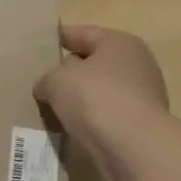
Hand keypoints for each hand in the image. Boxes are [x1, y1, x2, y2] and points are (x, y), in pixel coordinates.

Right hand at [34, 25, 170, 180]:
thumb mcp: (57, 80)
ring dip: (79, 99)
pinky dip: (89, 121)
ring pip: (100, 92)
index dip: (60, 37)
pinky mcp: (139, 126)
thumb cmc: (95, 97)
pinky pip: (106, 116)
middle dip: (69, 71)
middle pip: (94, 63)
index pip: (83, 34)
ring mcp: (141, 97)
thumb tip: (48, 87)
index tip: (39, 45)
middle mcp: (136, 65)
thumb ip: (47, 78)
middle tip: (41, 80)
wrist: (133, 147)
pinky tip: (69, 128)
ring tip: (50, 108)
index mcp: (120, 43)